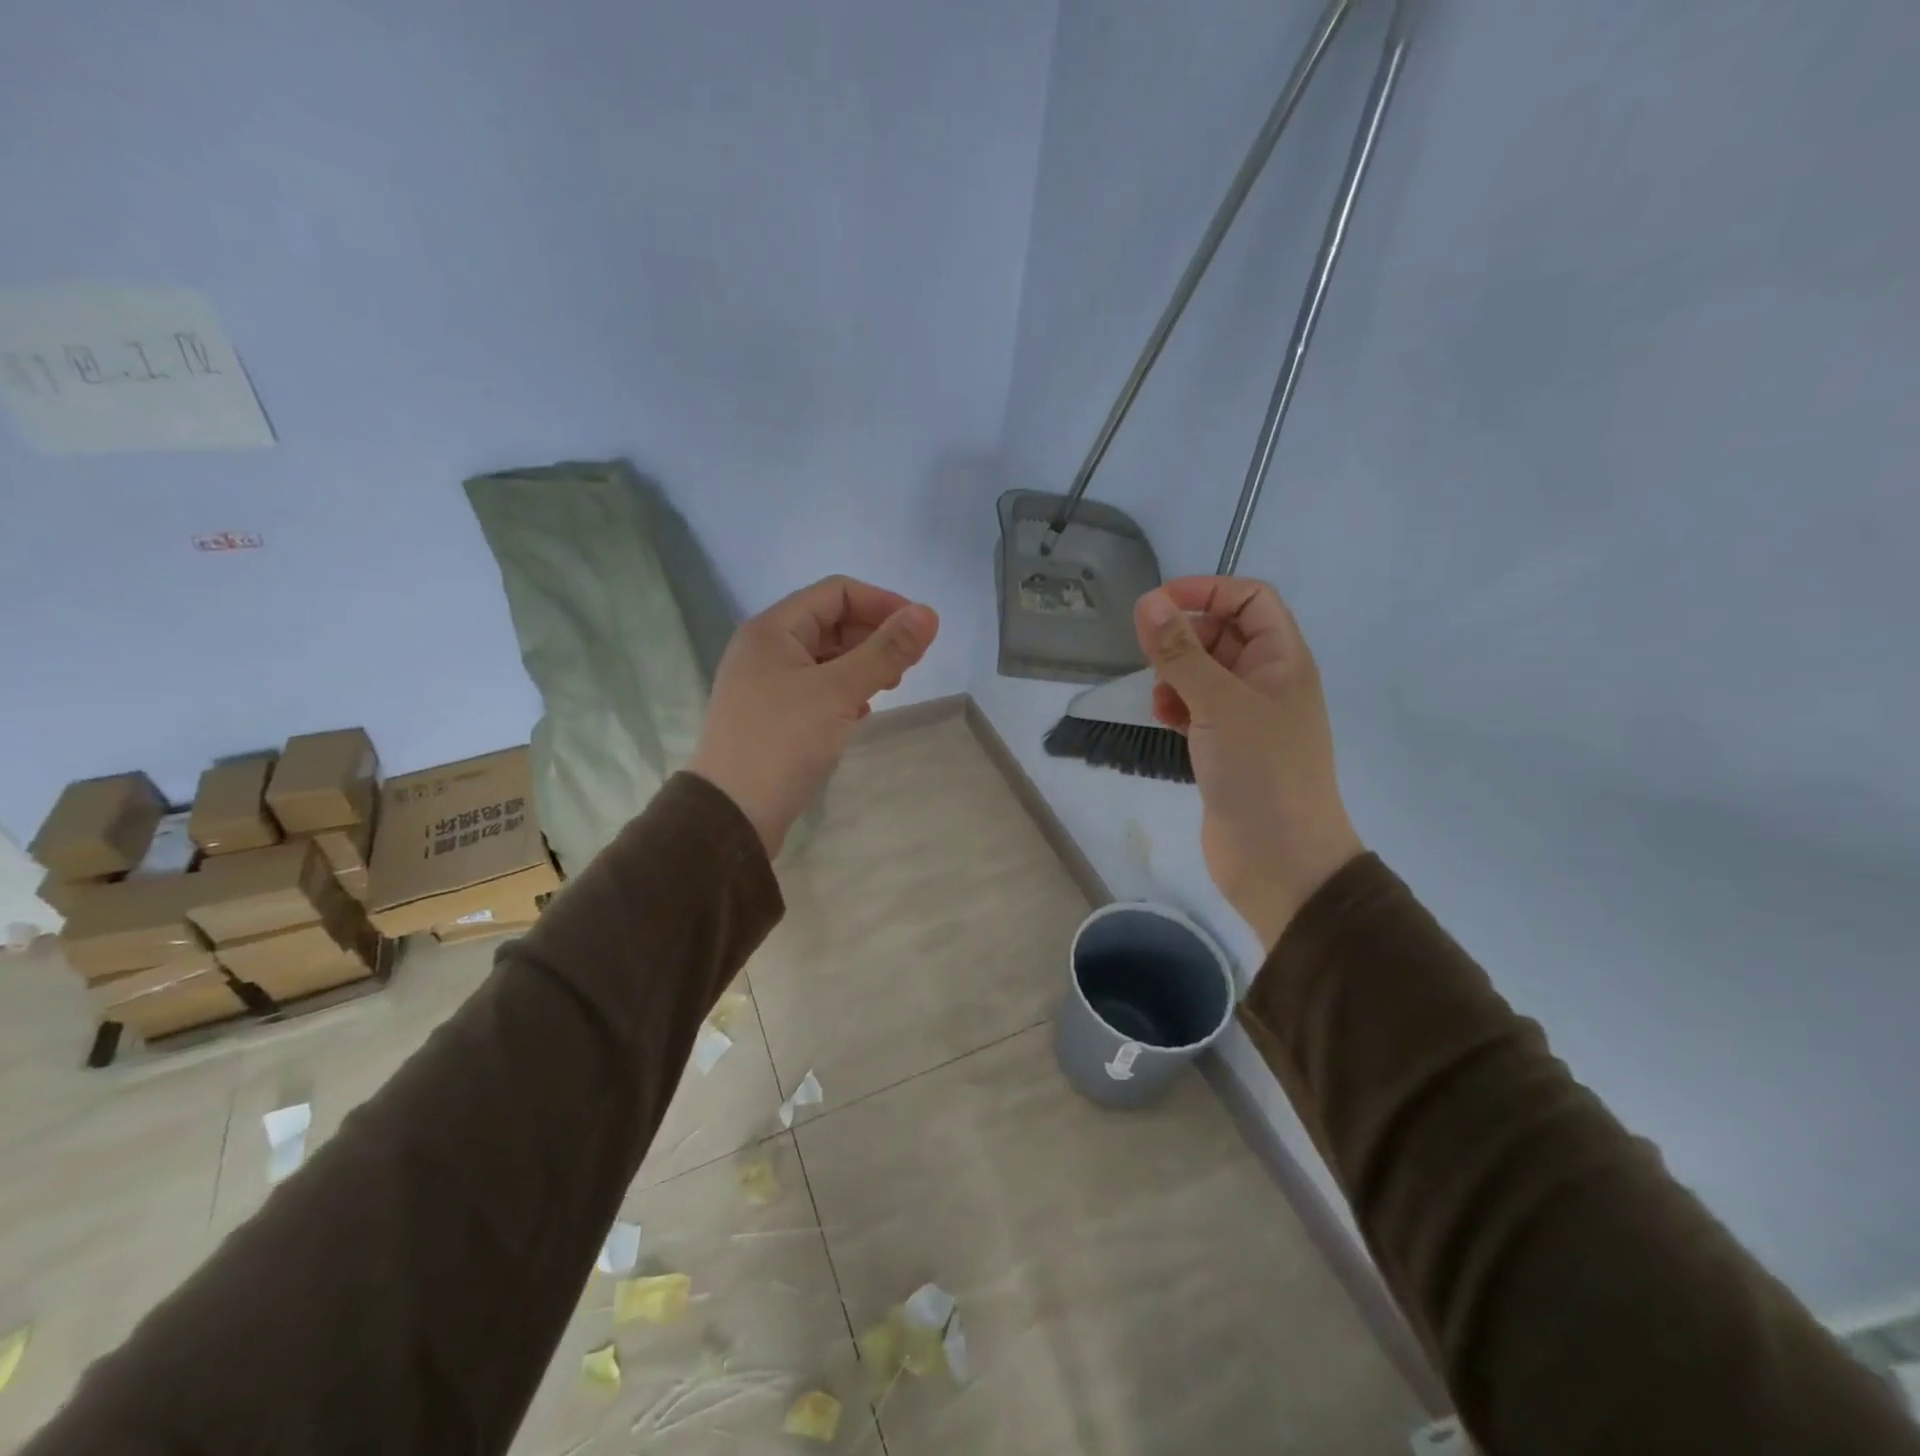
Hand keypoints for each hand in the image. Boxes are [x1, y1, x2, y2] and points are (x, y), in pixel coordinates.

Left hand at [689, 576, 939, 856]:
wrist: (732, 816)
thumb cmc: (783, 743)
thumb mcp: (838, 692)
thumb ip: (885, 651)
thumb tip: (929, 613)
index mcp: (772, 629)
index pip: (836, 592)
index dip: (882, 603)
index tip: (919, 631)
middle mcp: (766, 649)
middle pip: (831, 623)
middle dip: (874, 636)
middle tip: (905, 666)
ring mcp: (767, 684)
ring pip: (826, 658)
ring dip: (862, 666)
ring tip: (889, 688)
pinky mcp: (773, 716)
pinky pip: (817, 689)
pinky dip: (844, 692)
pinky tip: (861, 714)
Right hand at [1135, 576, 1362, 947]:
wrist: (1281, 861)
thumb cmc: (1261, 773)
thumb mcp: (1218, 703)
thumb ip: (1180, 652)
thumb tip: (1148, 601)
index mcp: (1283, 660)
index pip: (1249, 600)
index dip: (1207, 591)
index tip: (1158, 604)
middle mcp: (1268, 682)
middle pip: (1223, 634)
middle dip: (1185, 639)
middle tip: (1154, 660)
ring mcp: (1247, 718)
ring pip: (1205, 673)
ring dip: (1176, 676)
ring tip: (1161, 700)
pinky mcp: (1227, 748)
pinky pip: (1197, 708)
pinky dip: (1177, 707)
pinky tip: (1165, 721)